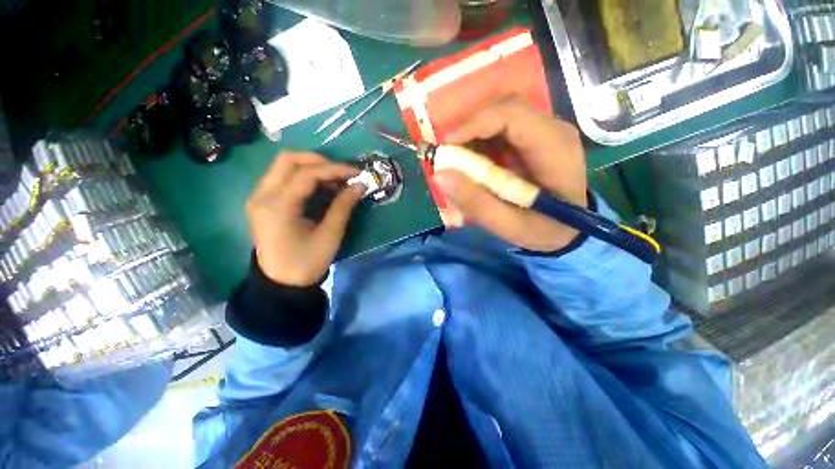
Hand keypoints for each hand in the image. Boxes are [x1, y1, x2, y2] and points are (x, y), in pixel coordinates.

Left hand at [246, 152, 365, 285]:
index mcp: (277, 206)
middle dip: (319, 161)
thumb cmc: (307, 262)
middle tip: (342, 173)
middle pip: (288, 160)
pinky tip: (320, 189)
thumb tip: (360, 184)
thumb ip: (344, 206)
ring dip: (312, 168)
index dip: (334, 169)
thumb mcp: (330, 235)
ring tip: (334, 182)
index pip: (306, 174)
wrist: (281, 283)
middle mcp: (262, 195)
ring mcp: (258, 197)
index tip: (357, 172)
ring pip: (284, 166)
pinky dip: (304, 177)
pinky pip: (282, 178)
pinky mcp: (262, 201)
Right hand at [433, 96, 587, 252]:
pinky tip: (472, 163)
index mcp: (554, 148)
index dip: (473, 123)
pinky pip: (499, 128)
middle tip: (447, 155)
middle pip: (503, 108)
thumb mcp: (508, 225)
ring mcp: (543, 131)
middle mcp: (552, 129)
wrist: (567, 230)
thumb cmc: (543, 230)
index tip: (446, 146)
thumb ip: (476, 203)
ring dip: (471, 135)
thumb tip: (439, 175)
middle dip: (468, 128)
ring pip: (498, 115)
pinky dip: (478, 142)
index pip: (512, 113)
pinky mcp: (532, 137)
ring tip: (456, 162)